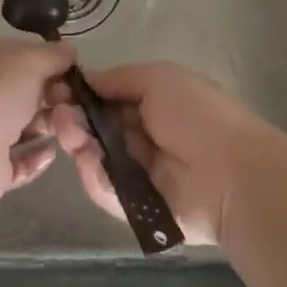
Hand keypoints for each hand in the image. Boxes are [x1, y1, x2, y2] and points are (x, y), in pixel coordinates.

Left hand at [0, 37, 77, 209]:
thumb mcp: (29, 60)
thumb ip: (53, 54)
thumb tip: (70, 52)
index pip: (22, 55)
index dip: (50, 62)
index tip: (76, 73)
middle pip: (27, 91)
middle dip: (54, 96)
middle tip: (76, 104)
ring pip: (25, 126)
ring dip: (49, 126)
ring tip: (70, 129)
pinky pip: (19, 161)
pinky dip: (36, 158)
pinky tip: (51, 153)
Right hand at [47, 61, 267, 245]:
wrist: (231, 173)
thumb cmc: (196, 114)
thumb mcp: (158, 78)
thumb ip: (118, 79)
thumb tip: (85, 79)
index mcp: (148, 103)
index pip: (103, 98)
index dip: (77, 95)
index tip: (55, 90)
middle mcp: (139, 135)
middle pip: (93, 128)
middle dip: (71, 119)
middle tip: (57, 116)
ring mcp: (136, 172)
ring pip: (94, 158)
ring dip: (77, 144)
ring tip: (70, 135)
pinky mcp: (135, 207)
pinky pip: (105, 190)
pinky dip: (93, 176)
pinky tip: (88, 160)